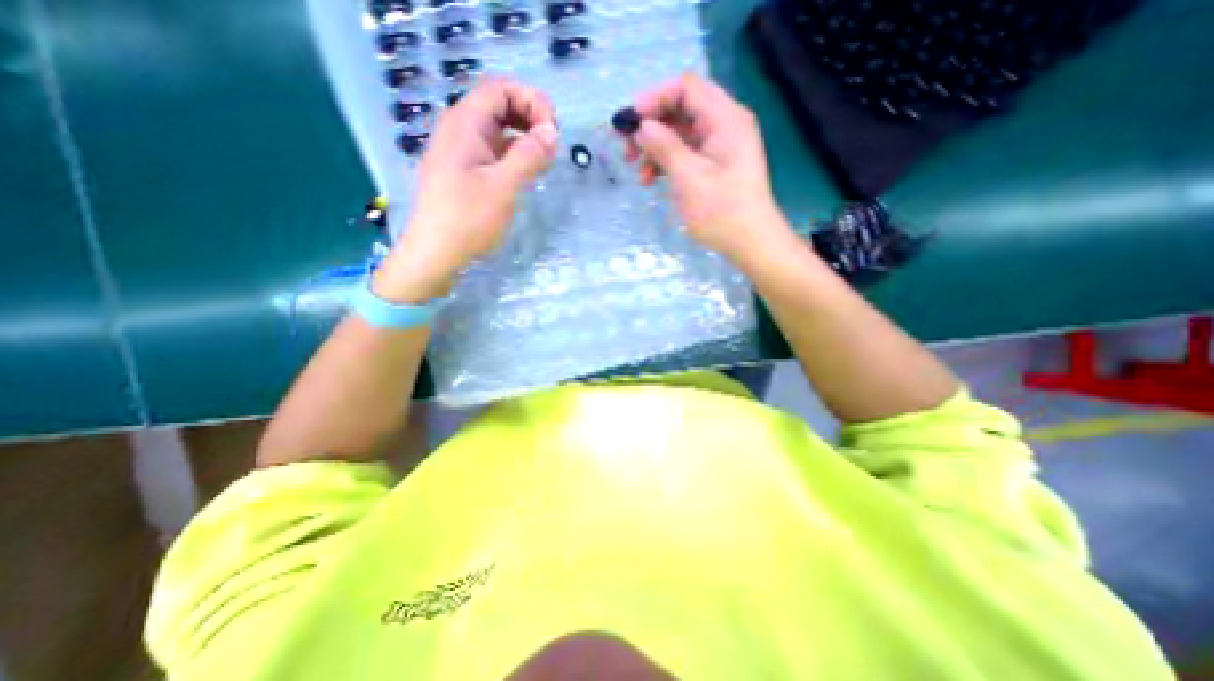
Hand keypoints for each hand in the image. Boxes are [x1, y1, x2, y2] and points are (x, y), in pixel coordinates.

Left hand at [376, 78, 558, 299]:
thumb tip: (552, 132)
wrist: (435, 254)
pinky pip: (493, 151)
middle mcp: (460, 130)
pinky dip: (514, 155)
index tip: (553, 131)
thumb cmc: (467, 220)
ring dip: (524, 137)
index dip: (532, 101)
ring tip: (544, 160)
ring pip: (497, 130)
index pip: (501, 89)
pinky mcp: (464, 171)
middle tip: (552, 144)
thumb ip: (529, 156)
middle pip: (499, 105)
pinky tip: (526, 173)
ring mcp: (461, 151)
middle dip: (530, 117)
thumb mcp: (503, 187)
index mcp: (465, 124)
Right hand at [626, 71, 788, 263]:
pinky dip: (666, 164)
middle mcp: (723, 125)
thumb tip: (641, 126)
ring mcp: (718, 147)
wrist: (750, 243)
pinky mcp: (712, 167)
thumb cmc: (722, 211)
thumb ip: (664, 146)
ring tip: (638, 172)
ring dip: (655, 149)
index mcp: (725, 118)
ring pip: (679, 135)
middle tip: (627, 149)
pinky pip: (684, 155)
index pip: (686, 88)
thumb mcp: (689, 177)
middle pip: (680, 110)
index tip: (630, 122)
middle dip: (651, 127)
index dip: (654, 98)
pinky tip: (651, 181)